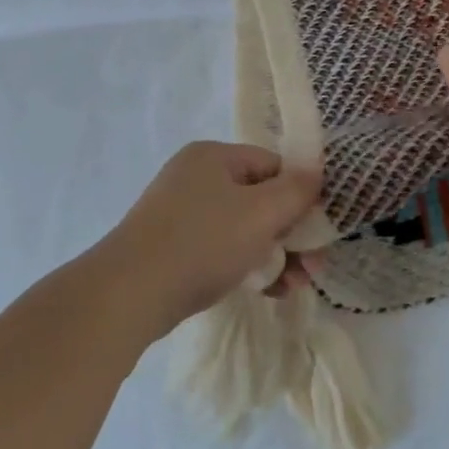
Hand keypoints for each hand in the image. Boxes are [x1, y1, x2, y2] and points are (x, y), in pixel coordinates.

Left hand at [94, 142, 321, 330]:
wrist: (130, 292)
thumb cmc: (202, 242)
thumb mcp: (261, 212)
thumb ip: (296, 190)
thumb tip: (316, 171)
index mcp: (213, 156)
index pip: (272, 165)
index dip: (300, 195)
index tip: (318, 230)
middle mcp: (195, 178)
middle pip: (260, 198)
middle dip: (291, 233)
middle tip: (314, 267)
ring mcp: (181, 214)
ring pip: (243, 228)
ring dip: (275, 254)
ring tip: (296, 286)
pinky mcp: (173, 248)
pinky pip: (221, 250)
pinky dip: (247, 266)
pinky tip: (270, 291)